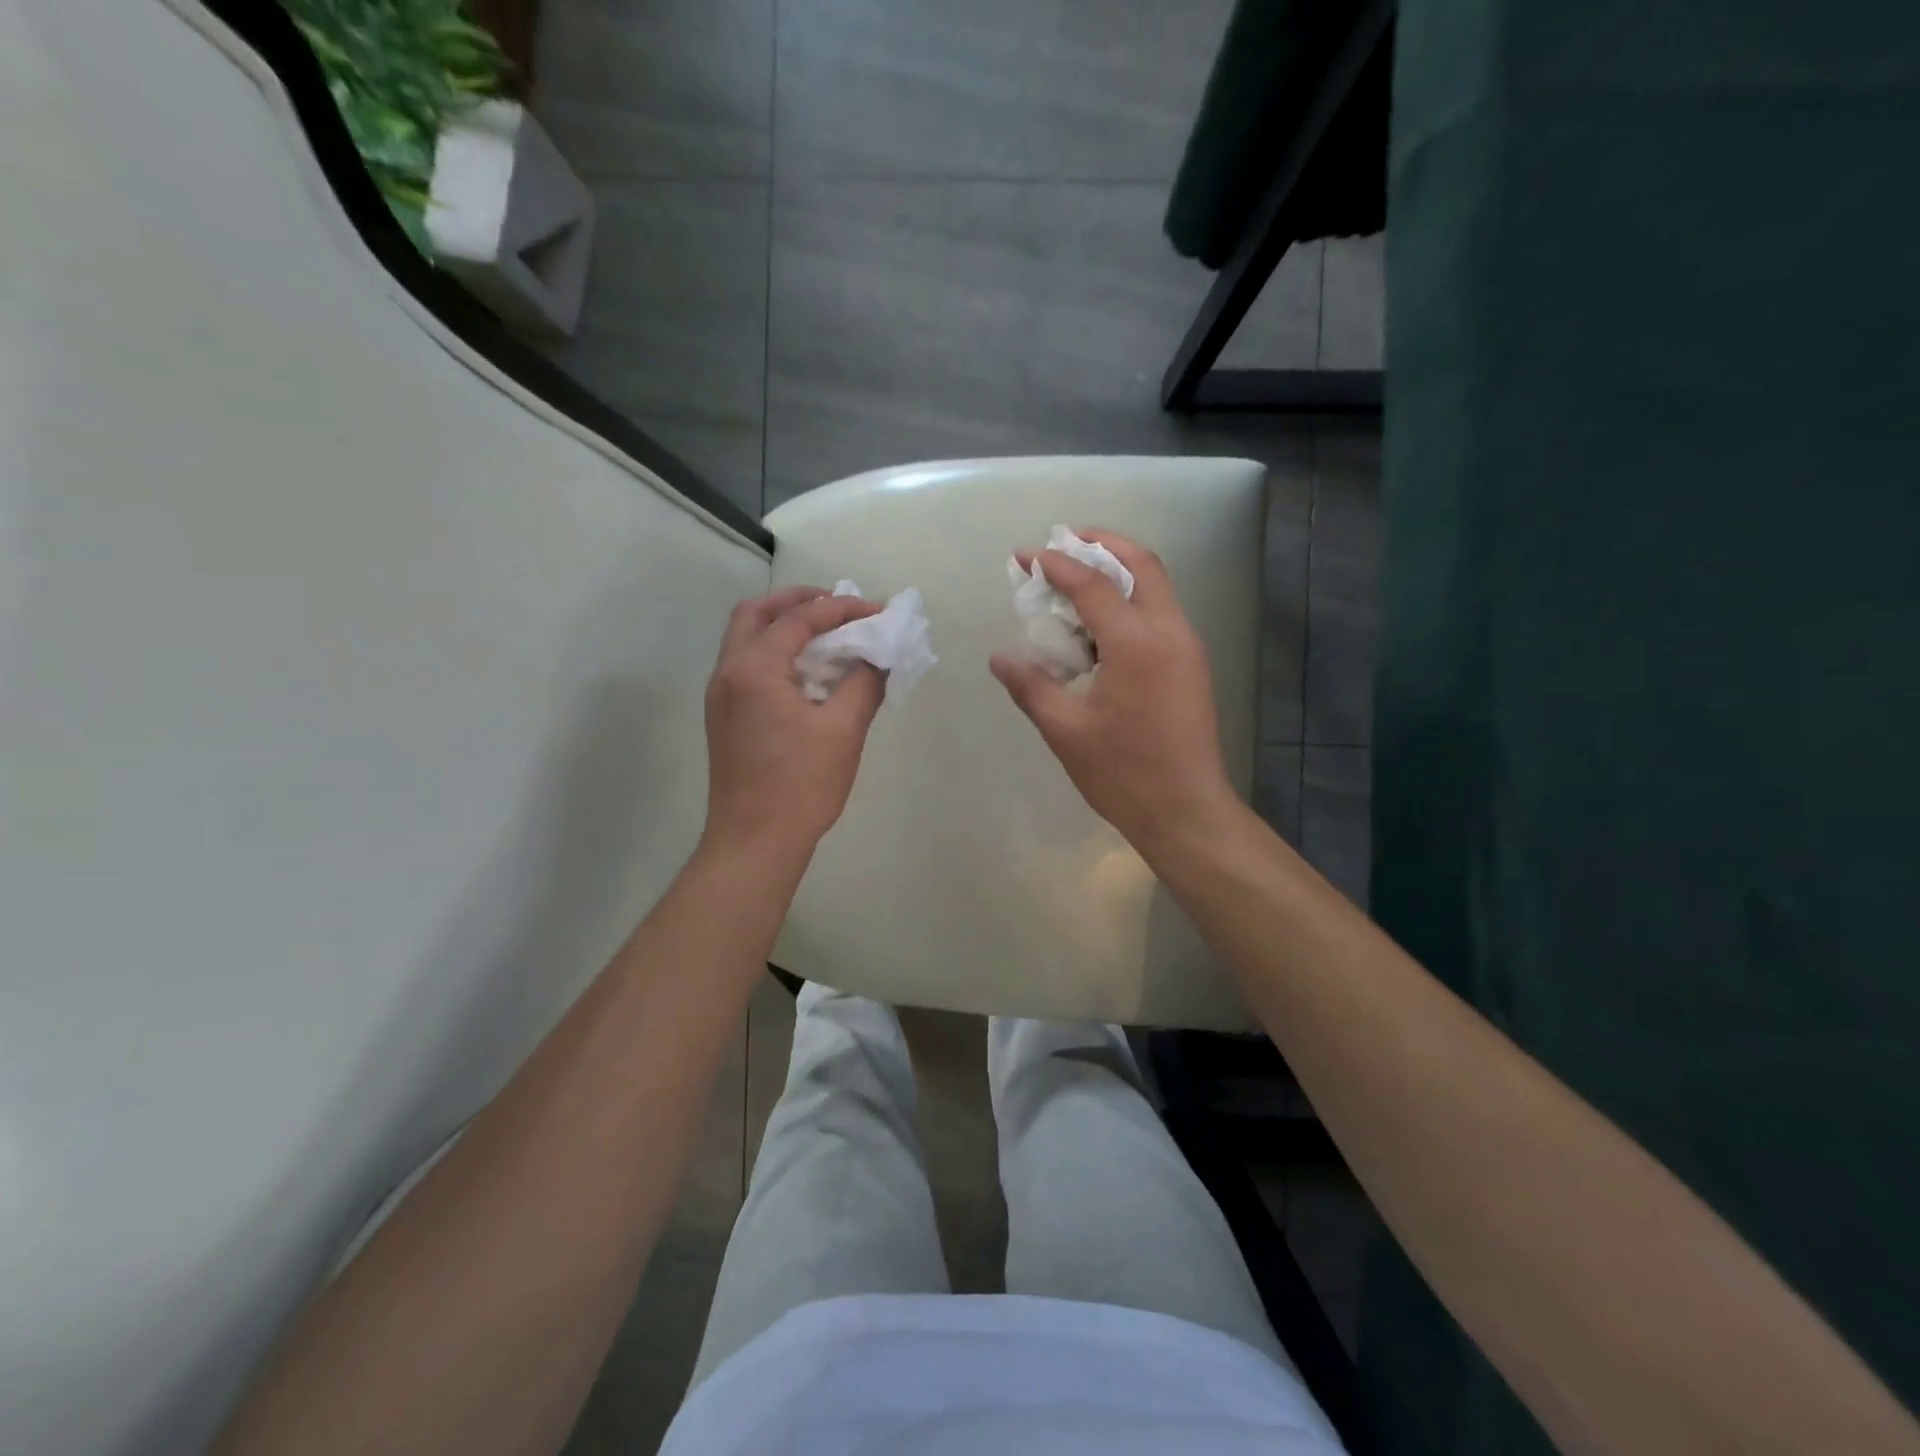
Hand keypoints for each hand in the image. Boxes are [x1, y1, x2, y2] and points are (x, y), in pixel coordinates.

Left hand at [702, 586, 885, 859]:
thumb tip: (878, 656)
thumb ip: (864, 683)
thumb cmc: (800, 786)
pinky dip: (775, 651)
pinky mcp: (723, 717)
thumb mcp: (843, 731)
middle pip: (756, 613)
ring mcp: (720, 696)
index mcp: (755, 669)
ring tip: (826, 633)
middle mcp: (728, 672)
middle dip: (798, 601)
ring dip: (783, 625)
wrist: (753, 842)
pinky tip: (807, 672)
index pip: (800, 619)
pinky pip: (746, 664)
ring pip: (746, 637)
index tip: (879, 611)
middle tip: (837, 605)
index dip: (843, 609)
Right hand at [990, 531, 1236, 848]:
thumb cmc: (1123, 774)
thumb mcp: (1066, 731)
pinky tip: (1099, 626)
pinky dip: (1130, 600)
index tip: (1024, 557)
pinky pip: (1160, 613)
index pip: (1093, 584)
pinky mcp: (1191, 665)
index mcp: (1136, 643)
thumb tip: (999, 658)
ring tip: (1076, 579)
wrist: (1186, 811)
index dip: (1055, 564)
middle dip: (1101, 543)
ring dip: (1118, 570)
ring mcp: (1187, 647)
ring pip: (1155, 586)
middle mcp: (1169, 632)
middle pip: (1140, 564)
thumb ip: (1031, 686)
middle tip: (1063, 543)